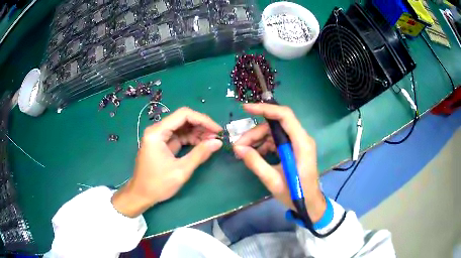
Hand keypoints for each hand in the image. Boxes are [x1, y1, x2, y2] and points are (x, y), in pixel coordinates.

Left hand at [112, 107, 222, 216]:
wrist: (141, 195)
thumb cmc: (158, 184)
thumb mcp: (181, 170)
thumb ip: (200, 154)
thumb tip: (218, 142)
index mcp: (157, 132)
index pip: (183, 115)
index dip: (203, 119)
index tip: (217, 130)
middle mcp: (157, 130)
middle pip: (183, 119)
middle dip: (201, 126)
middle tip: (216, 136)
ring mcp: (159, 137)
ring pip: (182, 127)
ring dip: (197, 133)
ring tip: (212, 141)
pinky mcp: (162, 144)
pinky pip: (179, 136)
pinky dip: (191, 139)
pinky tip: (202, 145)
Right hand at [233, 103, 325, 221]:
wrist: (310, 203)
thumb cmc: (296, 194)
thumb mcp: (273, 181)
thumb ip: (256, 163)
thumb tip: (238, 148)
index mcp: (302, 144)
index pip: (285, 116)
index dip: (265, 109)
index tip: (245, 108)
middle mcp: (302, 139)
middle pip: (276, 125)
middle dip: (255, 133)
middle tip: (239, 146)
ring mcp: (298, 143)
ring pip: (274, 132)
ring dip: (257, 139)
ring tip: (243, 152)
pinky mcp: (294, 148)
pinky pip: (276, 140)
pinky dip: (264, 145)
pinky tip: (254, 154)